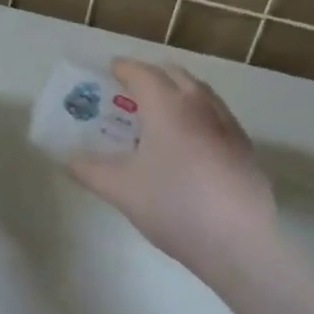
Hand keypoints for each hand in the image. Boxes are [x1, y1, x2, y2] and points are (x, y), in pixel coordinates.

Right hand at [67, 60, 277, 279]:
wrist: (240, 244)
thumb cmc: (174, 206)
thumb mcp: (121, 190)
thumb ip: (90, 170)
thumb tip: (68, 159)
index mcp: (167, 106)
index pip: (141, 73)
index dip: (123, 69)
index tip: (109, 71)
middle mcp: (200, 106)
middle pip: (174, 75)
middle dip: (151, 75)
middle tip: (131, 92)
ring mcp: (228, 126)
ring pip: (200, 93)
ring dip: (178, 92)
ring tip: (159, 113)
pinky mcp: (244, 149)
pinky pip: (216, 116)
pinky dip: (197, 115)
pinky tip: (189, 144)